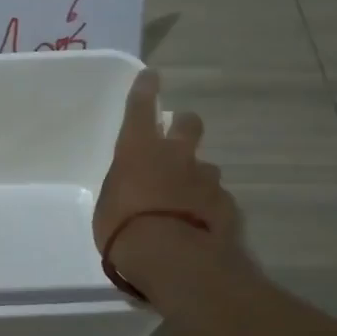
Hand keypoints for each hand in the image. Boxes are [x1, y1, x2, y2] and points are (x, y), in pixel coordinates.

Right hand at [94, 67, 248, 289]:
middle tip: (177, 140)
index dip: (145, 89)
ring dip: (196, 177)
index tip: (151, 76)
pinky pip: (217, 199)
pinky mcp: (228, 205)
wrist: (175, 259)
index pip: (140, 107)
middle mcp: (176, 155)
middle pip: (188, 124)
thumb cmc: (124, 230)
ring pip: (205, 167)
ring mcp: (206, 179)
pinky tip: (200, 227)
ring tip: (185, 202)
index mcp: (138, 150)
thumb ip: (123, 190)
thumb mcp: (108, 207)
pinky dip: (208, 208)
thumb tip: (133, 190)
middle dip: (184, 127)